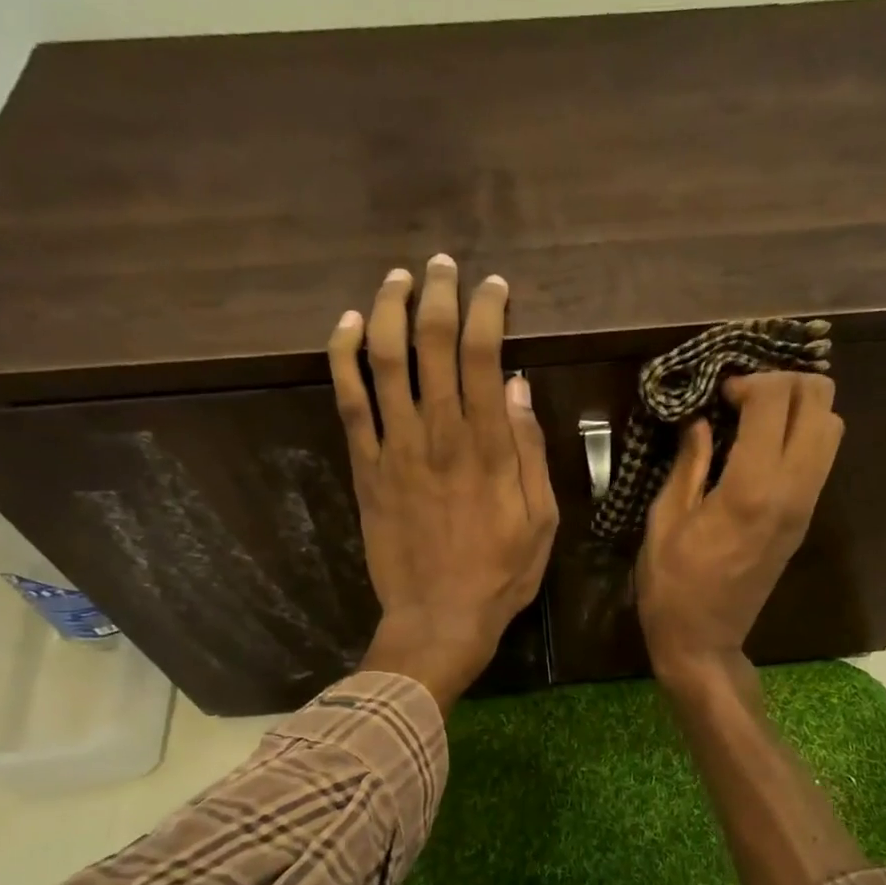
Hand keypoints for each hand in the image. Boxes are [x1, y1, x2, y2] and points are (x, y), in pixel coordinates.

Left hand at [328, 255, 557, 712]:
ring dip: (389, 309)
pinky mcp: (365, 467)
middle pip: (432, 343)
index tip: (493, 288)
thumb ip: (529, 452)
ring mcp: (396, 448)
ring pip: (385, 359)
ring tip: (397, 279)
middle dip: (438, 294)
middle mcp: (440, 433)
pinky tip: (348, 326)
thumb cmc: (500, 574)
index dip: (486, 310)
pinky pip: (348, 399)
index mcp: (489, 446)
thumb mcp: (541, 520)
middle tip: (443, 266)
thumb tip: (519, 388)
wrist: (438, 618)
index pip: (484, 354)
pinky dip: (344, 356)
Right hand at [636, 371, 842, 691]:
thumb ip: (689, 463)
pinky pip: (821, 458)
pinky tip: (761, 446)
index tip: (719, 393)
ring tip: (756, 417)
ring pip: (832, 428)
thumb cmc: (672, 586)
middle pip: (822, 403)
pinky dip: (801, 435)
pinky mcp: (805, 520)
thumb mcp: (665, 520)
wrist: (704, 642)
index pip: (776, 401)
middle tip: (744, 396)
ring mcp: (805, 506)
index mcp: (752, 488)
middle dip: (785, 384)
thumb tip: (701, 421)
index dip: (749, 381)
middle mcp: (792, 491)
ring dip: (799, 408)